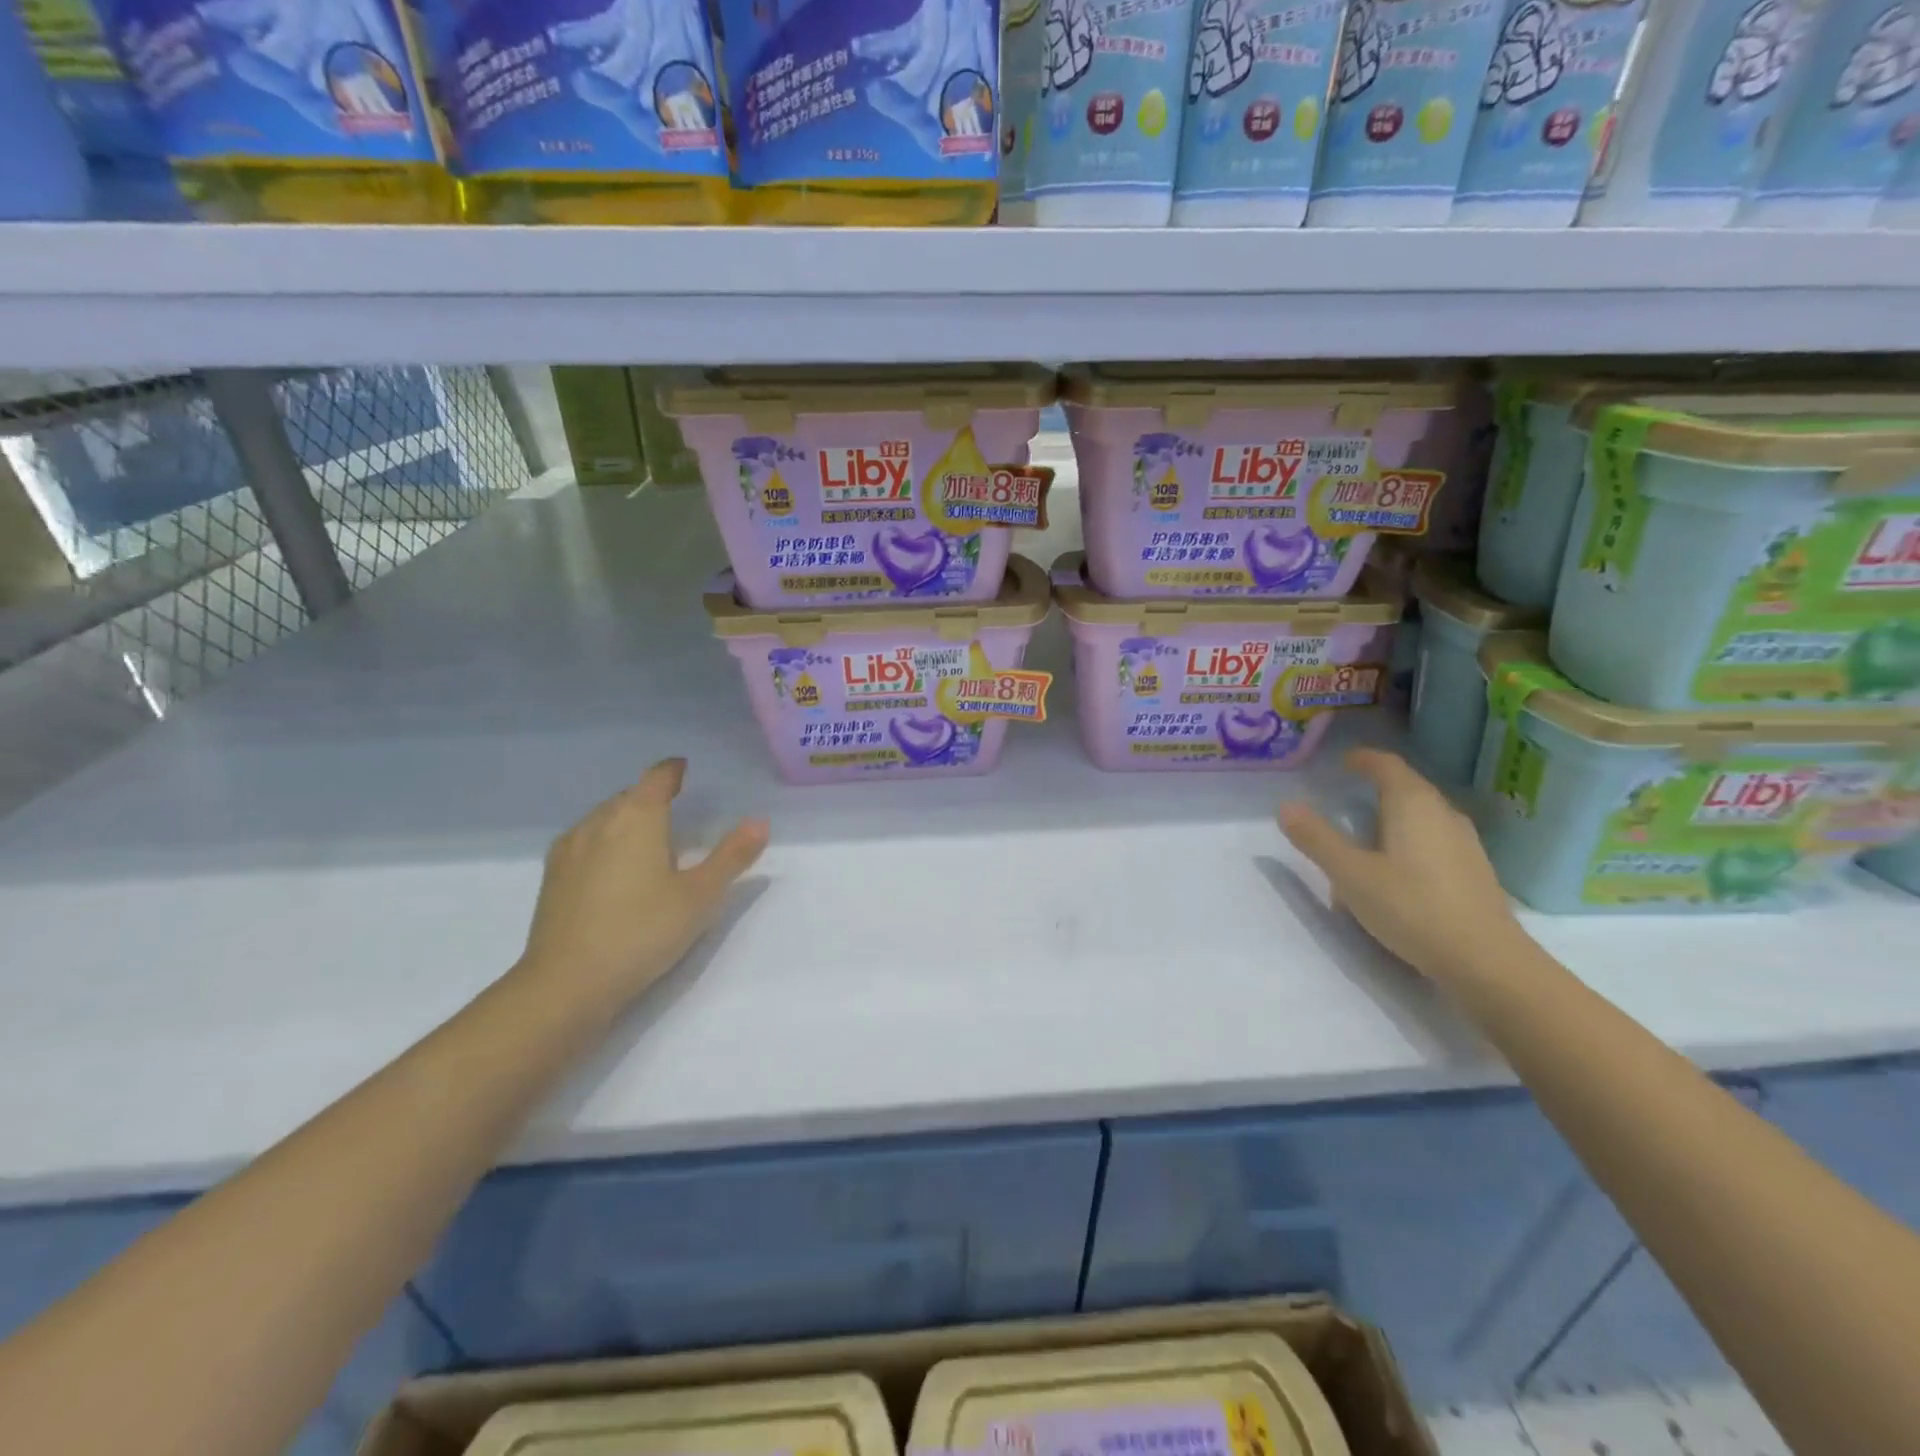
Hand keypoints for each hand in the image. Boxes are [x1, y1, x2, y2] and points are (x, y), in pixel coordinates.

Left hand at [518, 759, 768, 1010]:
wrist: (566, 985)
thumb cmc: (641, 931)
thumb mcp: (700, 896)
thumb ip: (732, 856)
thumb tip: (760, 821)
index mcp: (637, 818)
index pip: (657, 778)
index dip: (673, 770)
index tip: (684, 768)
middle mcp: (599, 822)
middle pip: (629, 796)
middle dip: (651, 796)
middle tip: (676, 810)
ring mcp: (569, 849)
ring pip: (603, 818)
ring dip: (626, 819)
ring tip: (647, 839)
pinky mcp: (552, 878)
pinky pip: (584, 841)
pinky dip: (604, 841)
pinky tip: (612, 867)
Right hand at [1277, 748, 1523, 986]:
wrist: (1487, 962)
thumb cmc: (1412, 908)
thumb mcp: (1350, 874)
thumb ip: (1317, 838)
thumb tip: (1286, 805)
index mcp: (1412, 804)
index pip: (1387, 764)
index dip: (1363, 758)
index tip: (1342, 761)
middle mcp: (1443, 813)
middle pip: (1407, 786)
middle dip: (1376, 785)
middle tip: (1346, 794)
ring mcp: (1464, 842)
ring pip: (1422, 814)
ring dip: (1393, 814)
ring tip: (1366, 831)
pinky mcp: (1473, 870)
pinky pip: (1434, 839)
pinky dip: (1409, 839)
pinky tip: (1396, 867)